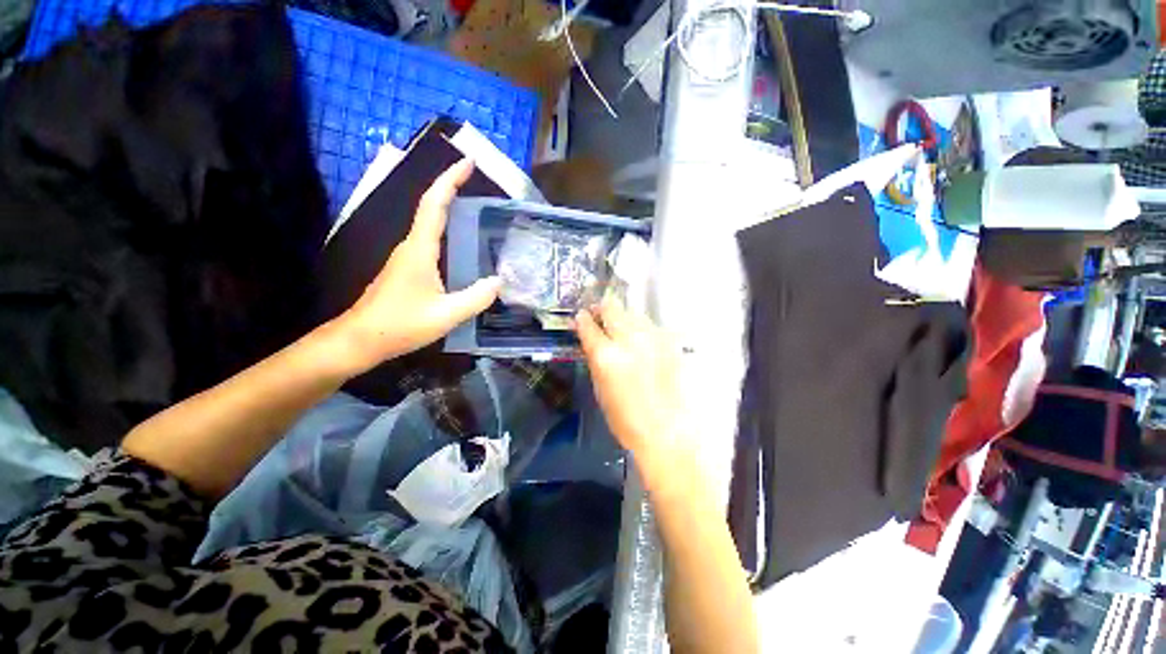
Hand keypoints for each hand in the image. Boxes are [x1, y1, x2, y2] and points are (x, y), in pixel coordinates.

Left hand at [338, 159, 500, 369]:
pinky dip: (444, 227)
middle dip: (451, 187)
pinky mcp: (406, 268)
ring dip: (447, 205)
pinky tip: (459, 240)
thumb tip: (499, 281)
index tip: (468, 163)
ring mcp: (406, 257)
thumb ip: (476, 298)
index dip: (450, 180)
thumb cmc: (400, 325)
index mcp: (419, 250)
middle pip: (430, 207)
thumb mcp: (446, 314)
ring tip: (473, 203)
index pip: (434, 205)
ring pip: (428, 222)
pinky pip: (428, 239)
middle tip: (475, 178)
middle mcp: (410, 246)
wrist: (360, 339)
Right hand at [575, 298, 683, 464]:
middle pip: (612, 307)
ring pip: (633, 312)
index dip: (582, 319)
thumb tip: (592, 341)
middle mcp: (628, 339)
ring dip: (624, 318)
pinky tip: (643, 345)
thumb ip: (595, 358)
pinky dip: (643, 330)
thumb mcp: (599, 388)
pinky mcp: (669, 342)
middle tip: (601, 316)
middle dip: (603, 309)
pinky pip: (651, 326)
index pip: (588, 325)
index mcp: (606, 355)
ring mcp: (652, 338)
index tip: (582, 317)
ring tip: (623, 331)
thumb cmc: (625, 418)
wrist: (667, 430)